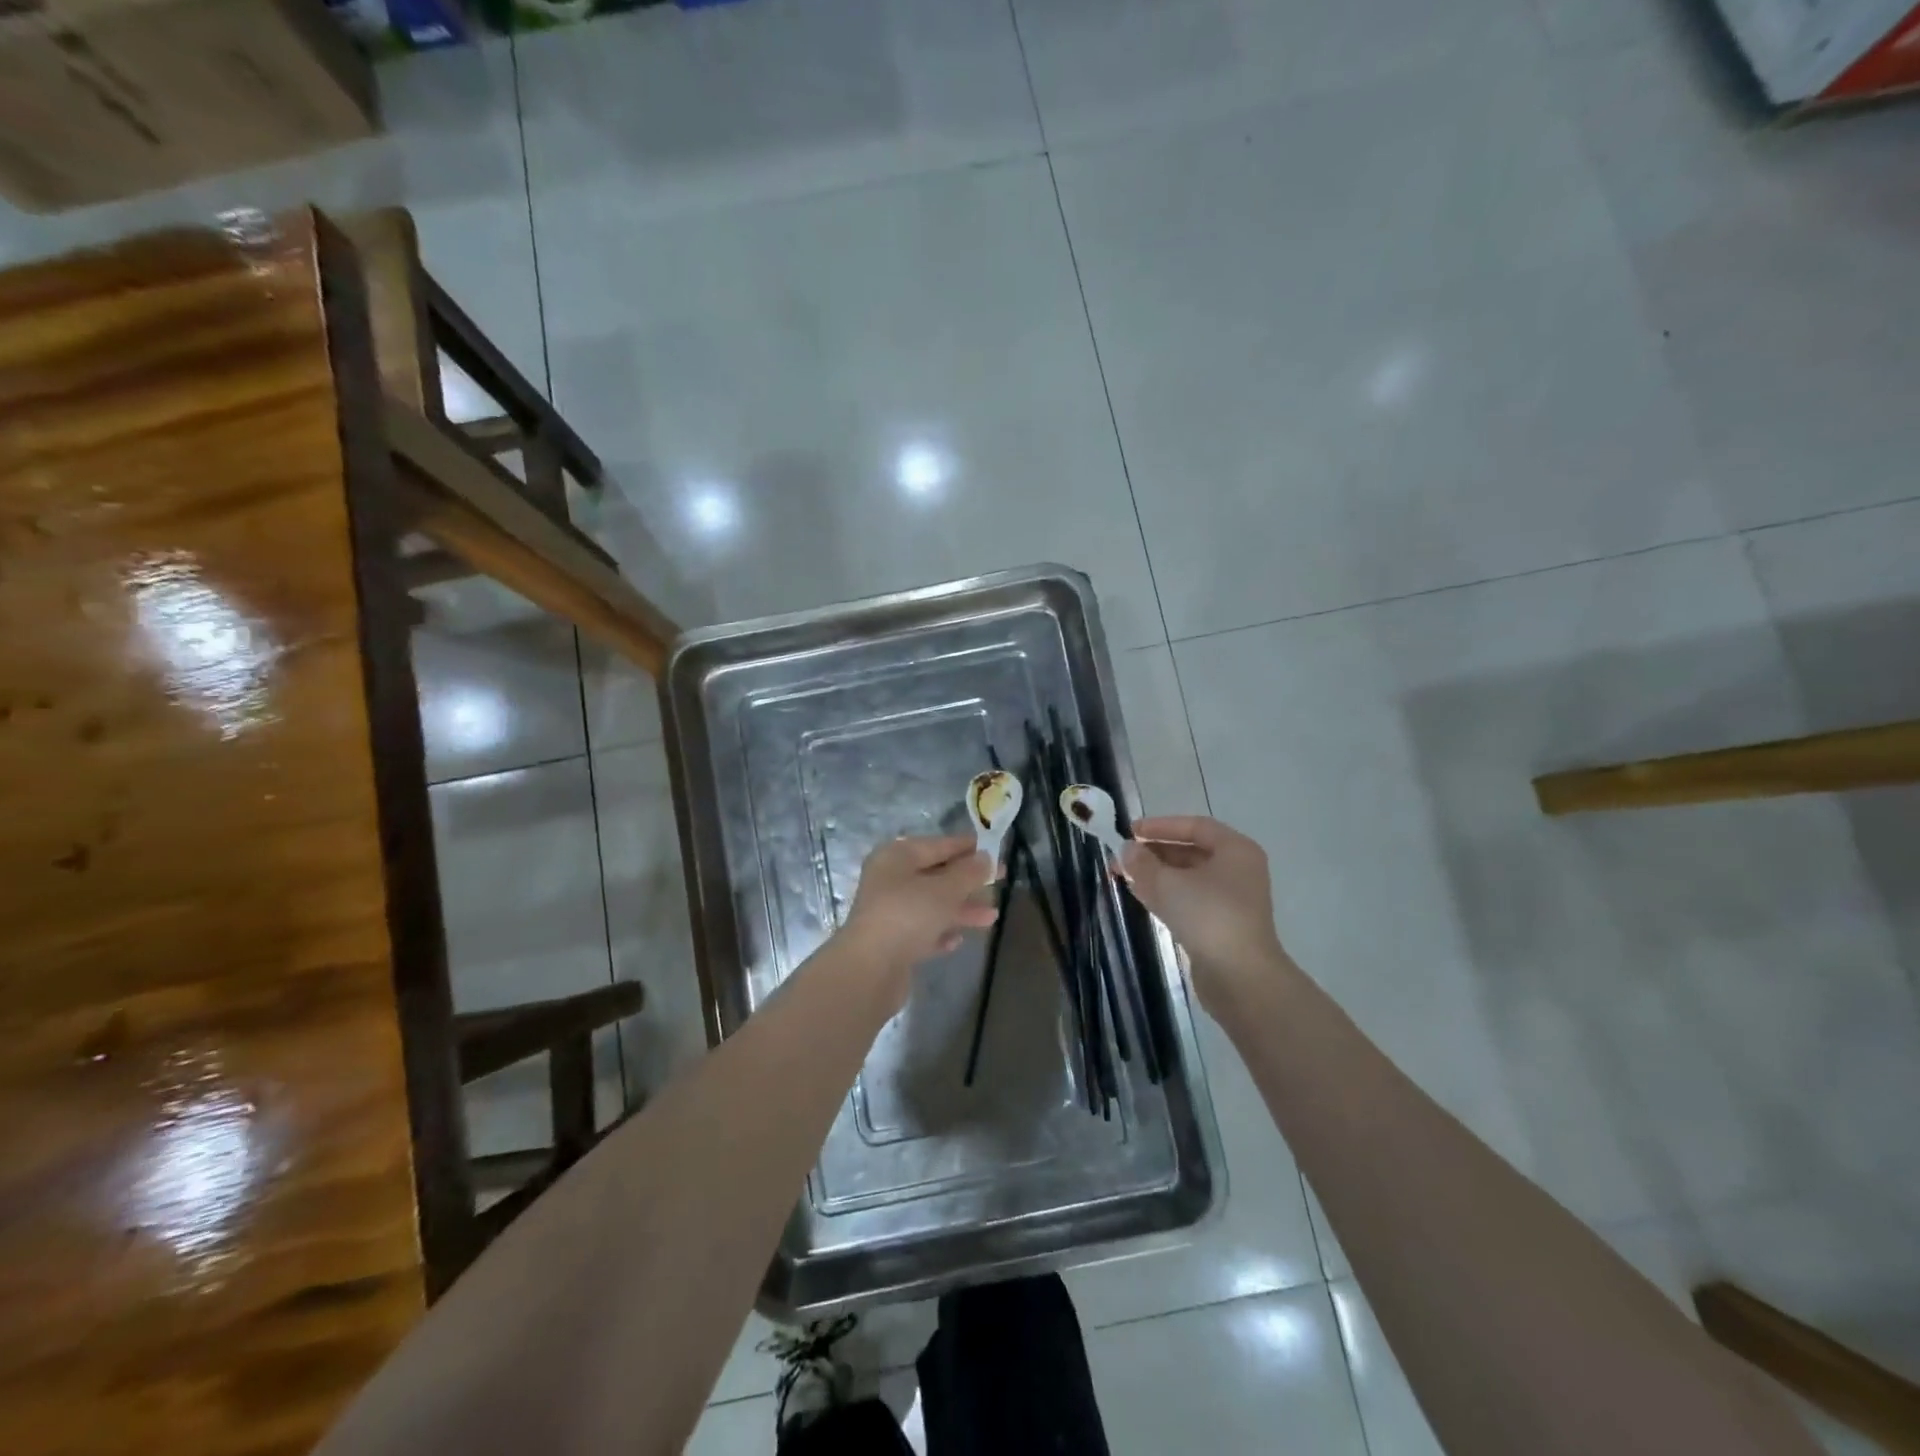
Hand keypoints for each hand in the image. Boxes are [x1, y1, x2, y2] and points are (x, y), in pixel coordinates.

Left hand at [841, 835, 996, 981]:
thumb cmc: (908, 916)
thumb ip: (968, 872)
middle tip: (1000, 881)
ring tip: (992, 917)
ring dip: (961, 909)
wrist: (869, 969)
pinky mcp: (891, 942)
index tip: (995, 850)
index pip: (938, 844)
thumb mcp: (945, 889)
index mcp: (897, 857)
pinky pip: (922, 931)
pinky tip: (957, 941)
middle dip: (968, 880)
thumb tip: (984, 858)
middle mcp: (890, 880)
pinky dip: (940, 932)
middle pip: (935, 875)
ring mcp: (889, 912)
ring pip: (932, 904)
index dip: (968, 847)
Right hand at [1121, 816, 1291, 1008]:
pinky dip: (1165, 895)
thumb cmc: (1208, 916)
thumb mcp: (1167, 883)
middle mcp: (1238, 871)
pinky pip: (1189, 900)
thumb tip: (1127, 850)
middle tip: (1121, 857)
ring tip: (1122, 875)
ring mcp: (1231, 900)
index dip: (1160, 826)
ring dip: (1155, 874)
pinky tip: (1139, 895)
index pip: (1195, 826)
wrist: (1240, 978)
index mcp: (1235, 851)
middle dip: (1153, 853)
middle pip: (1190, 852)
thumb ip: (1142, 862)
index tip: (1130, 832)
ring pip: (1187, 878)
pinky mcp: (1221, 925)